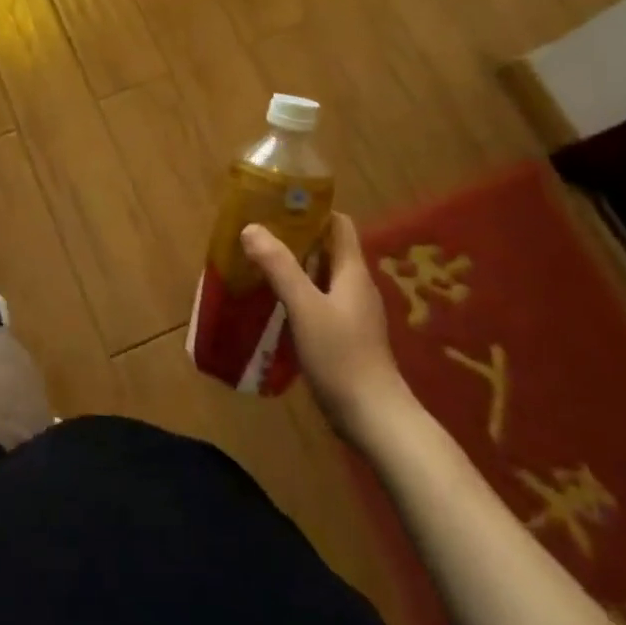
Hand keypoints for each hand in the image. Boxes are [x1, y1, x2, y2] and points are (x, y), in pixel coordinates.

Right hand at [243, 214, 413, 443]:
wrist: (374, 418)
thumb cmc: (341, 356)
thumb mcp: (304, 307)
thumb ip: (279, 267)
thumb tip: (251, 228)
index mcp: (352, 272)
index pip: (339, 225)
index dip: (313, 211)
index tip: (279, 206)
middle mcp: (356, 287)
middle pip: (328, 249)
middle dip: (296, 238)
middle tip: (259, 235)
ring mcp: (354, 314)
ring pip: (322, 277)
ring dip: (295, 267)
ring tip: (259, 265)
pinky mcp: (347, 337)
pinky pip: (321, 302)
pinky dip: (299, 294)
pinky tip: (275, 305)